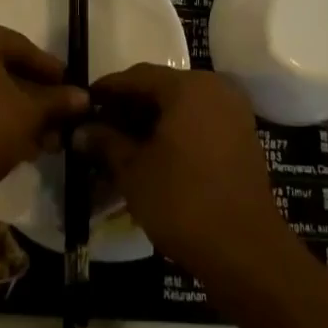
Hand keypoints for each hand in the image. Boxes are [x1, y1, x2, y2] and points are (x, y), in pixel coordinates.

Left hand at [0, 15, 87, 209]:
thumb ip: (56, 101)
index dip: (50, 71)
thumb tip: (83, 97)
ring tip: (42, 139)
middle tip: (58, 118)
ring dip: (12, 112)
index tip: (72, 90)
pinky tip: (13, 145)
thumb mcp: (27, 114)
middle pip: (0, 68)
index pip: (20, 46)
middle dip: (32, 97)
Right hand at [76, 65, 290, 282]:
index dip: (107, 90)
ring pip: (180, 106)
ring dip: (150, 121)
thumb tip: (81, 130)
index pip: (137, 76)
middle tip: (99, 129)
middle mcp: (214, 87)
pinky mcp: (242, 136)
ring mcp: (232, 111)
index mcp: (188, 86)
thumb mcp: (134, 171)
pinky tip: (153, 156)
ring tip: (121, 146)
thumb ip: (105, 142)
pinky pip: (199, 121)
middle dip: (128, 107)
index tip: (82, 106)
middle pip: (161, 87)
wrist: (246, 251)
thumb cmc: (183, 202)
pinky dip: (175, 132)